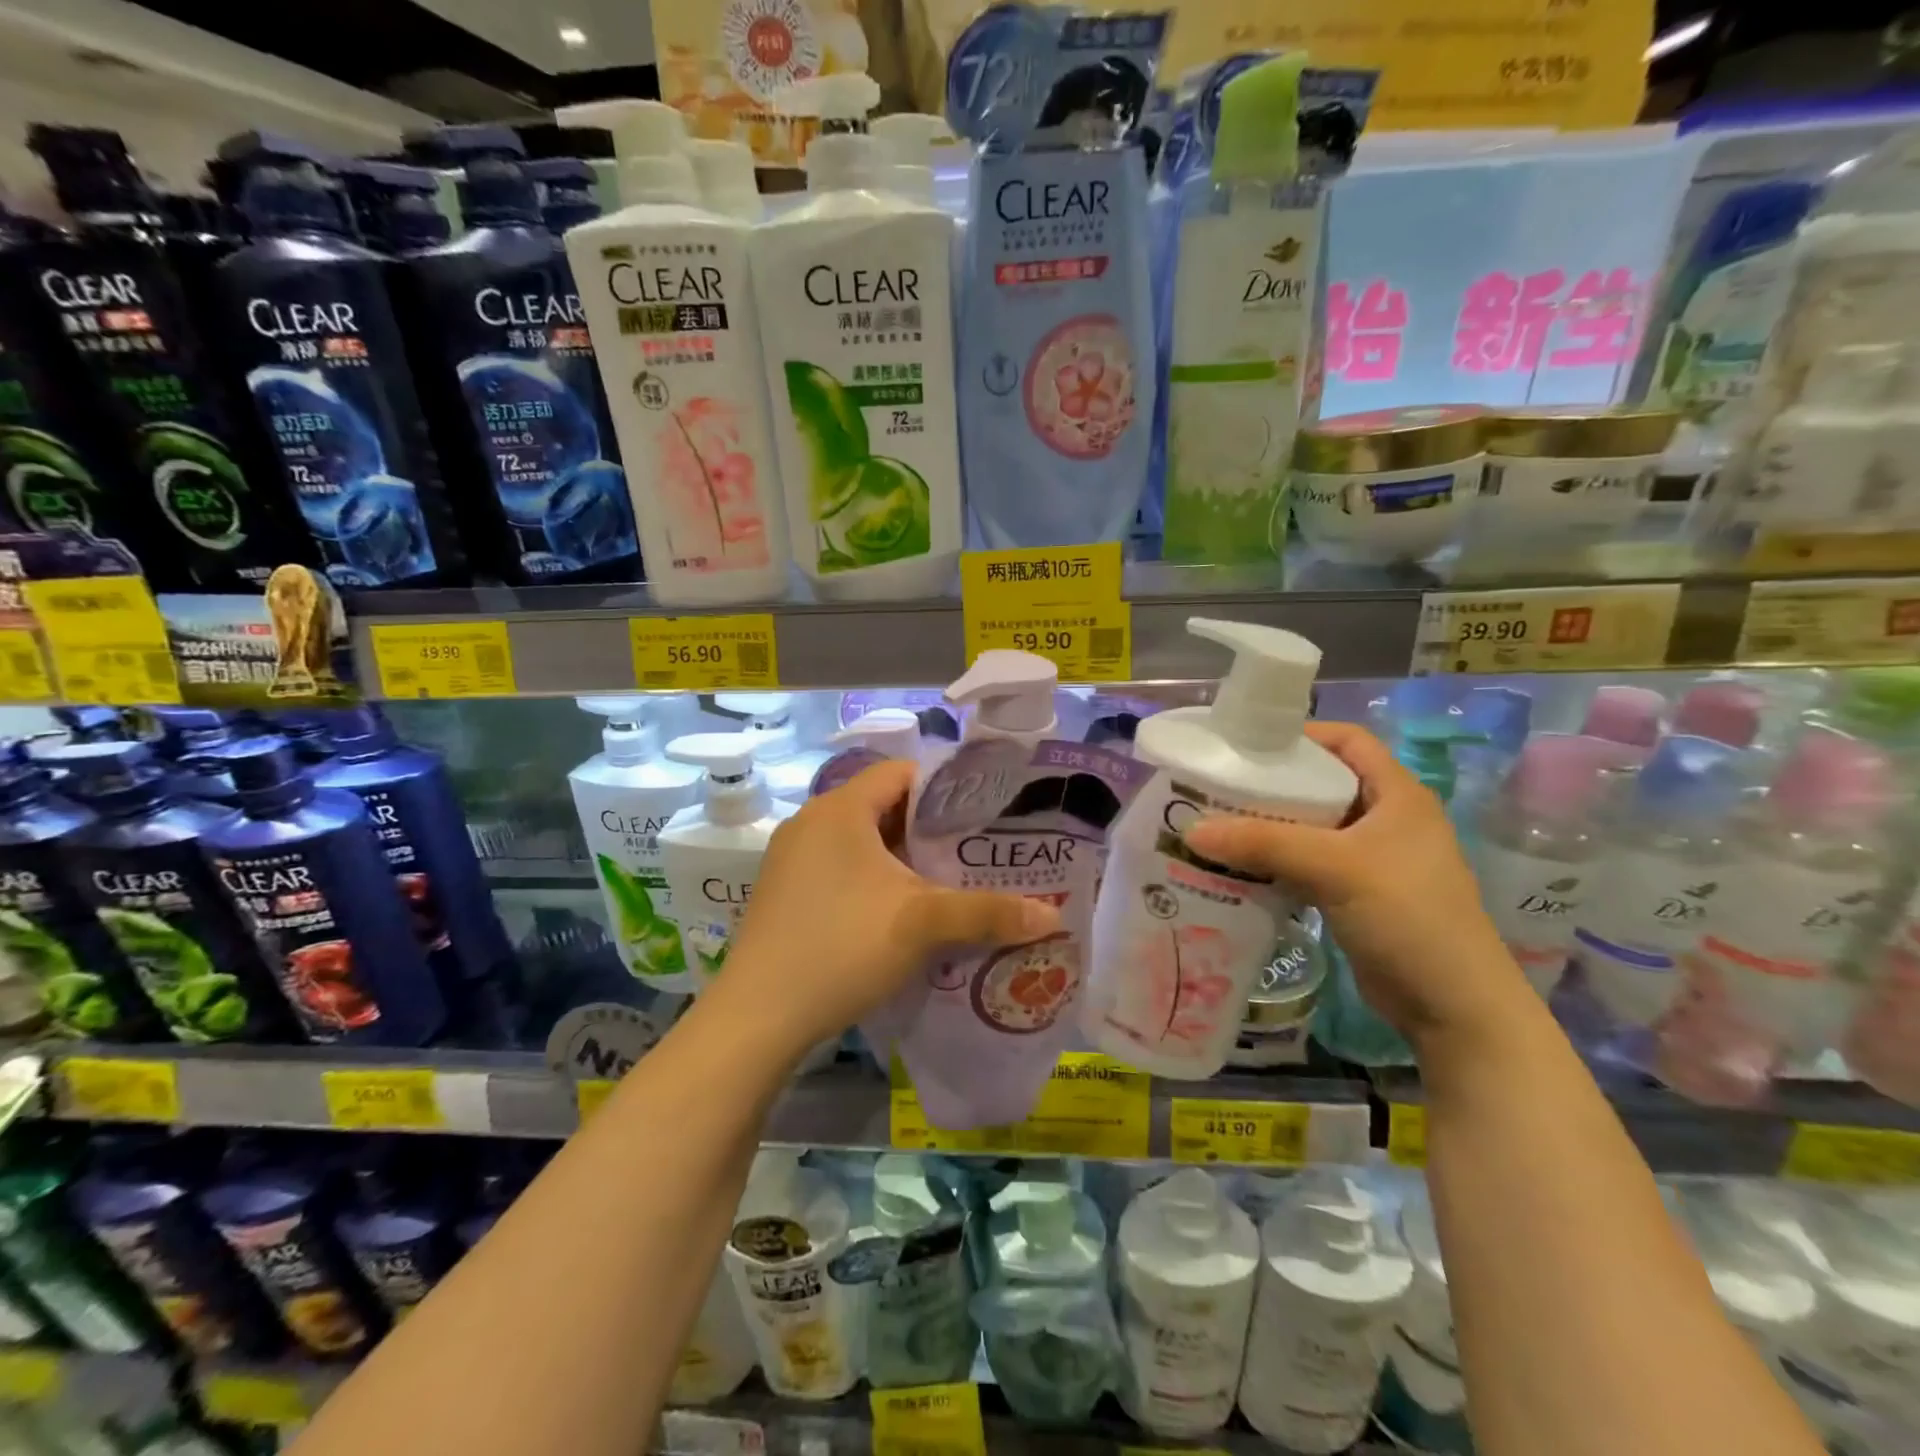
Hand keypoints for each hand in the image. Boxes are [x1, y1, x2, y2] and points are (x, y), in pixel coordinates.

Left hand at [720, 760, 1059, 1050]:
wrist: (757, 1017)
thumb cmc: (841, 947)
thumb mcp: (922, 925)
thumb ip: (988, 912)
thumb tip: (1053, 915)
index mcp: (840, 809)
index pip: (901, 773)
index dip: (945, 789)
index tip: (983, 815)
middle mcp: (811, 821)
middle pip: (883, 806)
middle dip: (929, 829)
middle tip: (974, 852)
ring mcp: (791, 857)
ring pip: (861, 841)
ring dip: (901, 858)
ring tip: (946, 881)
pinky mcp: (784, 890)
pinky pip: (839, 866)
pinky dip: (873, 878)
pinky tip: (899, 912)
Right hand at [1182, 722, 1531, 1048]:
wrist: (1452, 1007)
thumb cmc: (1408, 916)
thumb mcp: (1336, 868)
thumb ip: (1264, 843)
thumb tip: (1191, 830)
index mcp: (1396, 795)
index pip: (1347, 741)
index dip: (1302, 735)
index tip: (1248, 744)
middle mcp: (1385, 819)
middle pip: (1320, 784)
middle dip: (1271, 784)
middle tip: (1217, 787)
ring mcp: (1371, 860)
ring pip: (1309, 828)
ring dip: (1267, 827)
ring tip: (1216, 826)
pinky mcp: (1355, 894)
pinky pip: (1306, 864)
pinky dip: (1274, 862)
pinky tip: (1238, 868)